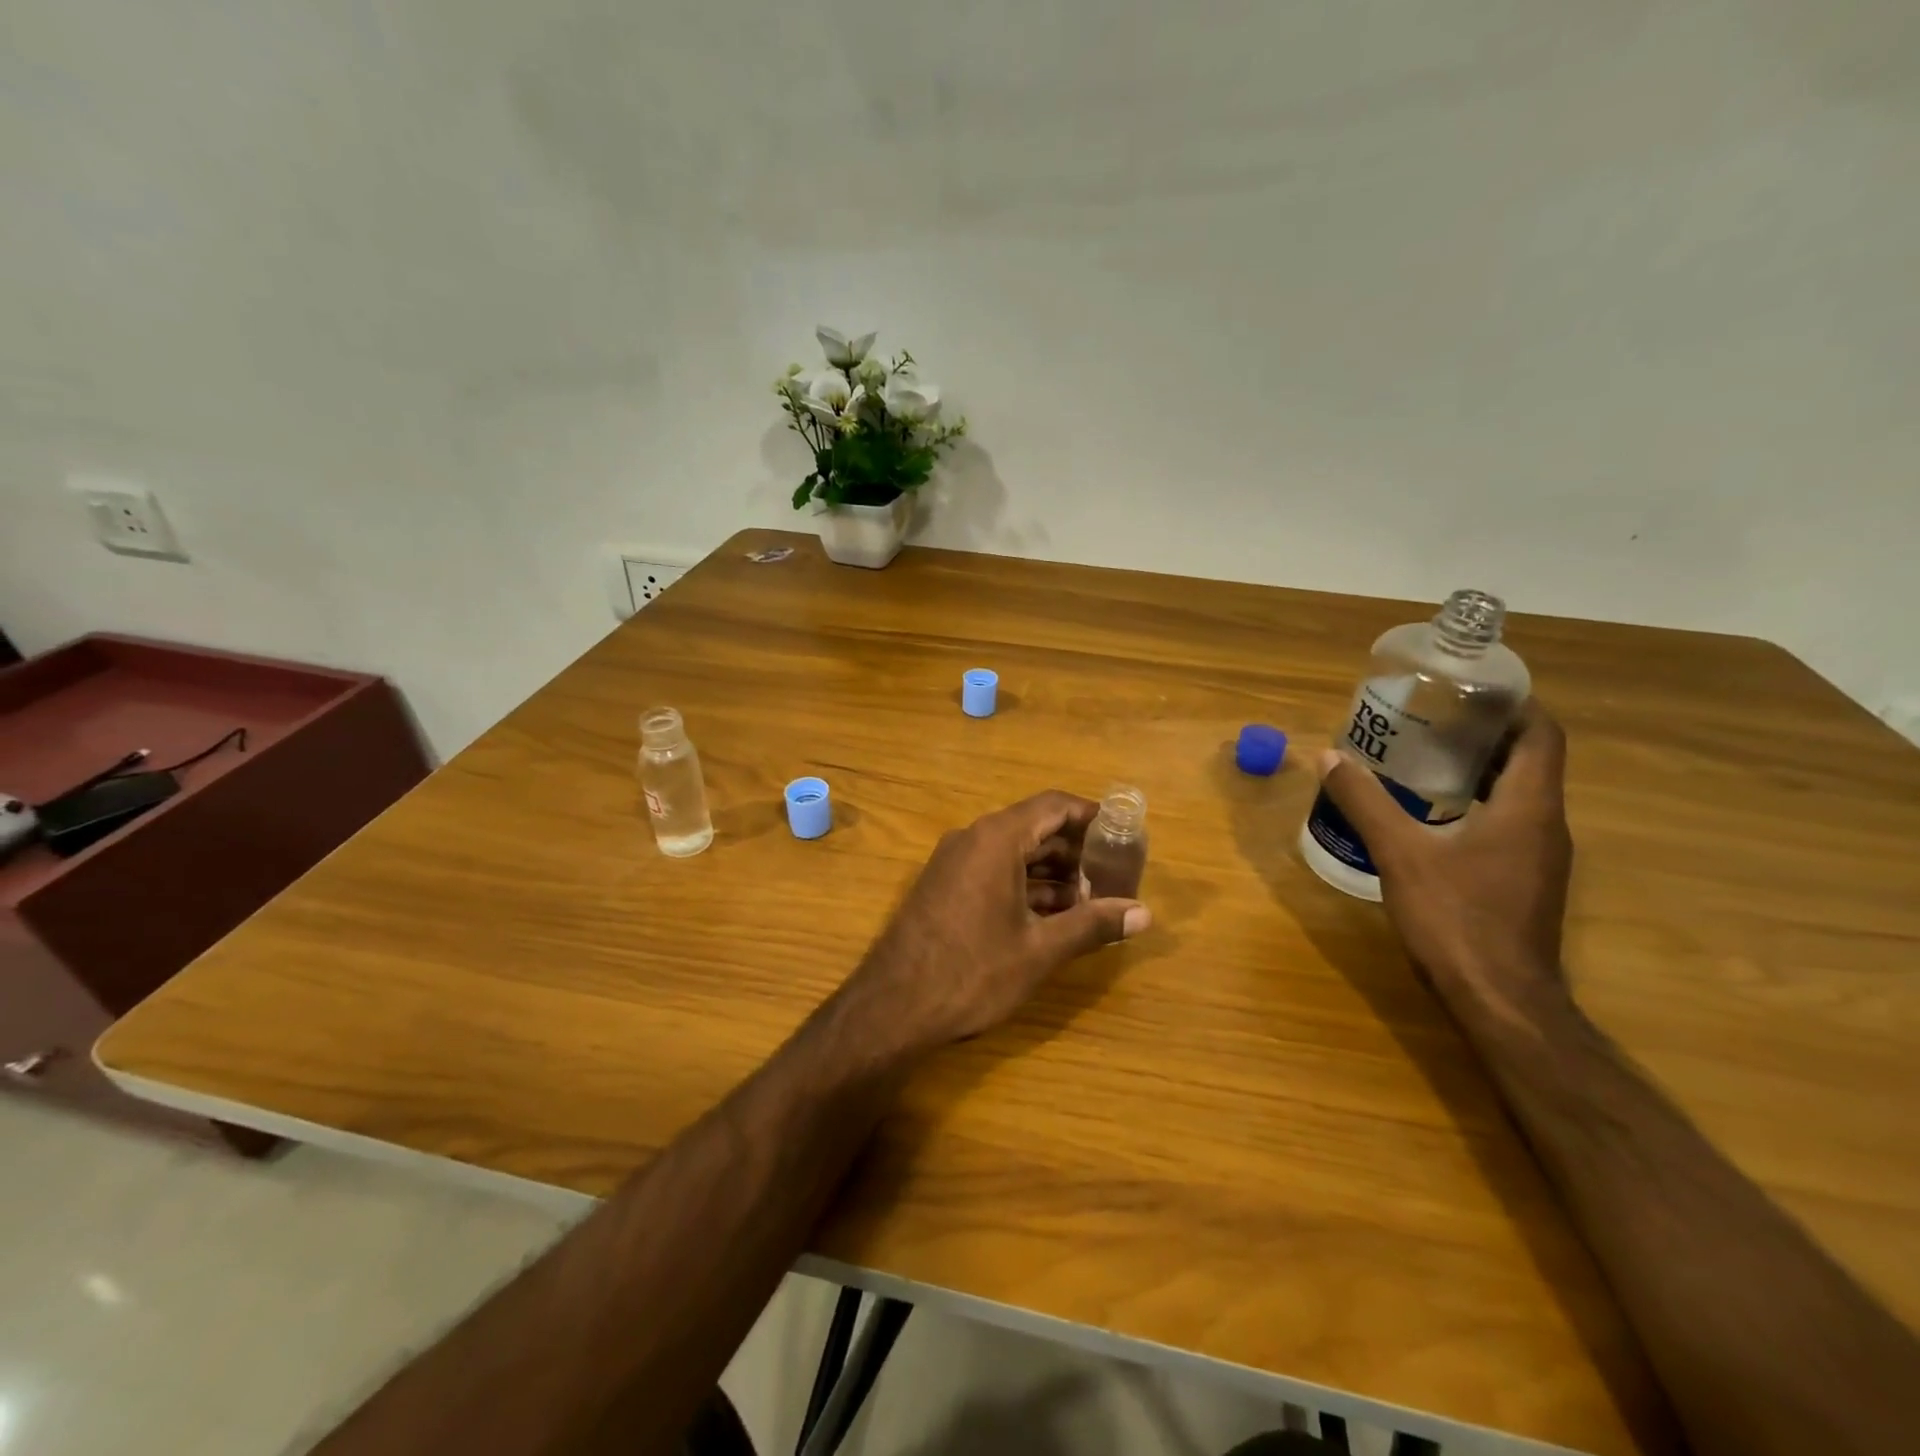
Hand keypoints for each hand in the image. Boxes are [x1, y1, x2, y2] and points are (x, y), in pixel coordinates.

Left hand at [849, 790, 1152, 1047]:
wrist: (892, 1007)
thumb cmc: (972, 972)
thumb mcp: (1040, 950)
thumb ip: (1093, 925)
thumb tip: (1143, 913)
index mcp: (996, 838)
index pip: (1054, 806)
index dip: (1092, 817)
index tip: (1123, 835)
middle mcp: (973, 839)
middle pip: (1035, 827)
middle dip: (1076, 851)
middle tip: (1113, 877)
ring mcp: (953, 862)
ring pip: (1013, 852)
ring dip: (1052, 873)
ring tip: (1090, 904)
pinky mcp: (943, 886)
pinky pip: (993, 871)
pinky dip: (1024, 886)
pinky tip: (1050, 917)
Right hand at [1315, 702, 1572, 1024]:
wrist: (1500, 1001)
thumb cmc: (1456, 919)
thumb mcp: (1401, 854)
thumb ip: (1365, 802)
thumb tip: (1329, 757)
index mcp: (1529, 808)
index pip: (1542, 736)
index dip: (1515, 705)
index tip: (1471, 689)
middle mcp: (1546, 826)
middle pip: (1529, 761)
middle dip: (1486, 734)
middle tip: (1431, 718)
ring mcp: (1539, 858)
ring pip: (1518, 794)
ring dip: (1479, 770)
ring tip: (1422, 757)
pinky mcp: (1525, 882)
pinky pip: (1507, 823)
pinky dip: (1476, 804)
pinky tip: (1430, 814)